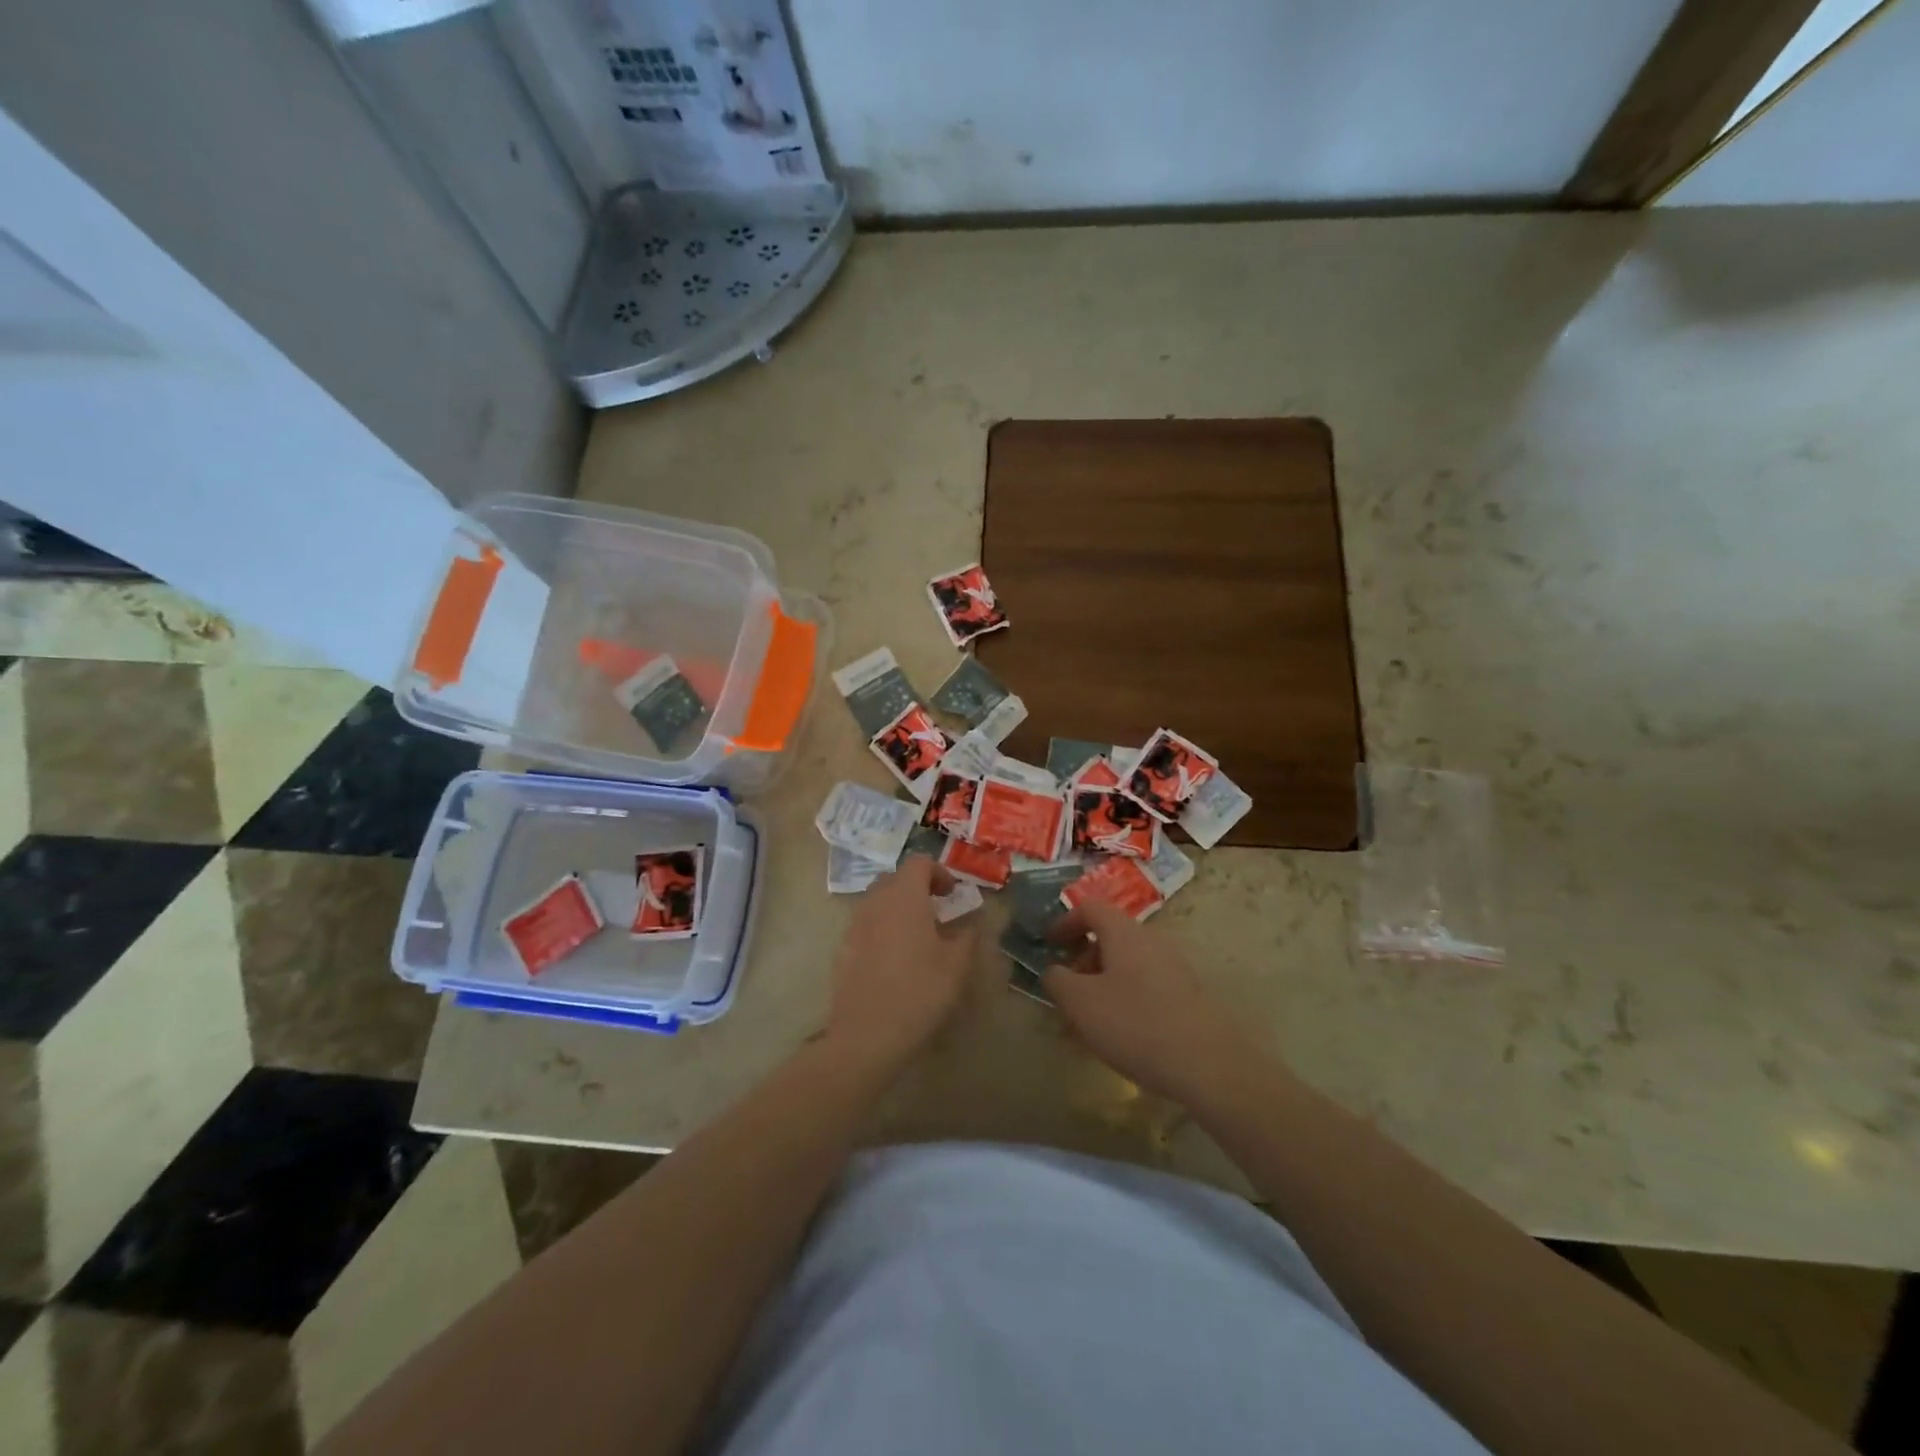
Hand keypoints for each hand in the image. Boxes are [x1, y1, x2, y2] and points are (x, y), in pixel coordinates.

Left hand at [824, 856, 977, 1079]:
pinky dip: (881, 930)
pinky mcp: (842, 949)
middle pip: (894, 879)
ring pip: (877, 902)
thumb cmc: (920, 992)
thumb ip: (968, 934)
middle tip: (937, 911)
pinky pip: (865, 926)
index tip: (953, 894)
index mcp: (904, 897)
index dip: (939, 871)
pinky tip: (894, 960)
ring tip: (916, 936)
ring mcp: (854, 925)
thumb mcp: (957, 965)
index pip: (919, 863)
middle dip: (916, 887)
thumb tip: (972, 920)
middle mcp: (875, 902)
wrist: (867, 1035)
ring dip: (897, 908)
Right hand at [1043, 900, 1259, 1103]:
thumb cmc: (1135, 1024)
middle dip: (1082, 959)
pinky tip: (1118, 1034)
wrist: (1208, 1065)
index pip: (1089, 908)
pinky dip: (1123, 998)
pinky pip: (1144, 985)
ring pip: (1127, 964)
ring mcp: (1174, 967)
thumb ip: (1057, 980)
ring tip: (1087, 1019)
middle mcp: (1151, 941)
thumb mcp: (1080, 1003)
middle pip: (1110, 936)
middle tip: (1066, 989)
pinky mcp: (1187, 995)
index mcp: (1124, 932)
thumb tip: (1054, 971)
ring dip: (1102, 982)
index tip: (1048, 945)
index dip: (1064, 922)